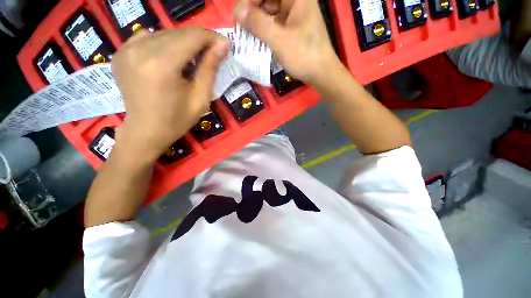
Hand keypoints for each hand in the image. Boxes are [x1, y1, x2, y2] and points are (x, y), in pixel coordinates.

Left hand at [112, 28, 228, 160]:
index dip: (211, 37)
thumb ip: (210, 69)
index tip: (223, 44)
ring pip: (163, 33)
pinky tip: (169, 58)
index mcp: (162, 66)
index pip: (191, 37)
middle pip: (178, 33)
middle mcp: (140, 51)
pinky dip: (163, 44)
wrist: (146, 131)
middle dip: (199, 40)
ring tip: (191, 60)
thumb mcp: (200, 98)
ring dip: (182, 43)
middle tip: (211, 54)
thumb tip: (223, 44)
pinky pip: (147, 37)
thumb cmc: (177, 119)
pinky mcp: (120, 53)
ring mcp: (126, 50)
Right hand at [233, 0, 339, 83]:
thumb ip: (258, 24)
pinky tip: (260, 39)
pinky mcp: (295, 28)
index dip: (250, 0)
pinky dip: (266, 30)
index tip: (239, 16)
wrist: (321, 73)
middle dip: (253, 10)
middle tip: (242, 27)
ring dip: (259, 21)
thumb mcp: (279, 41)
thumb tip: (237, 12)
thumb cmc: (304, 56)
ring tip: (248, 34)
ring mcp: (296, 15)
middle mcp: (297, 2)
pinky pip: (276, 23)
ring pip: (271, 11)